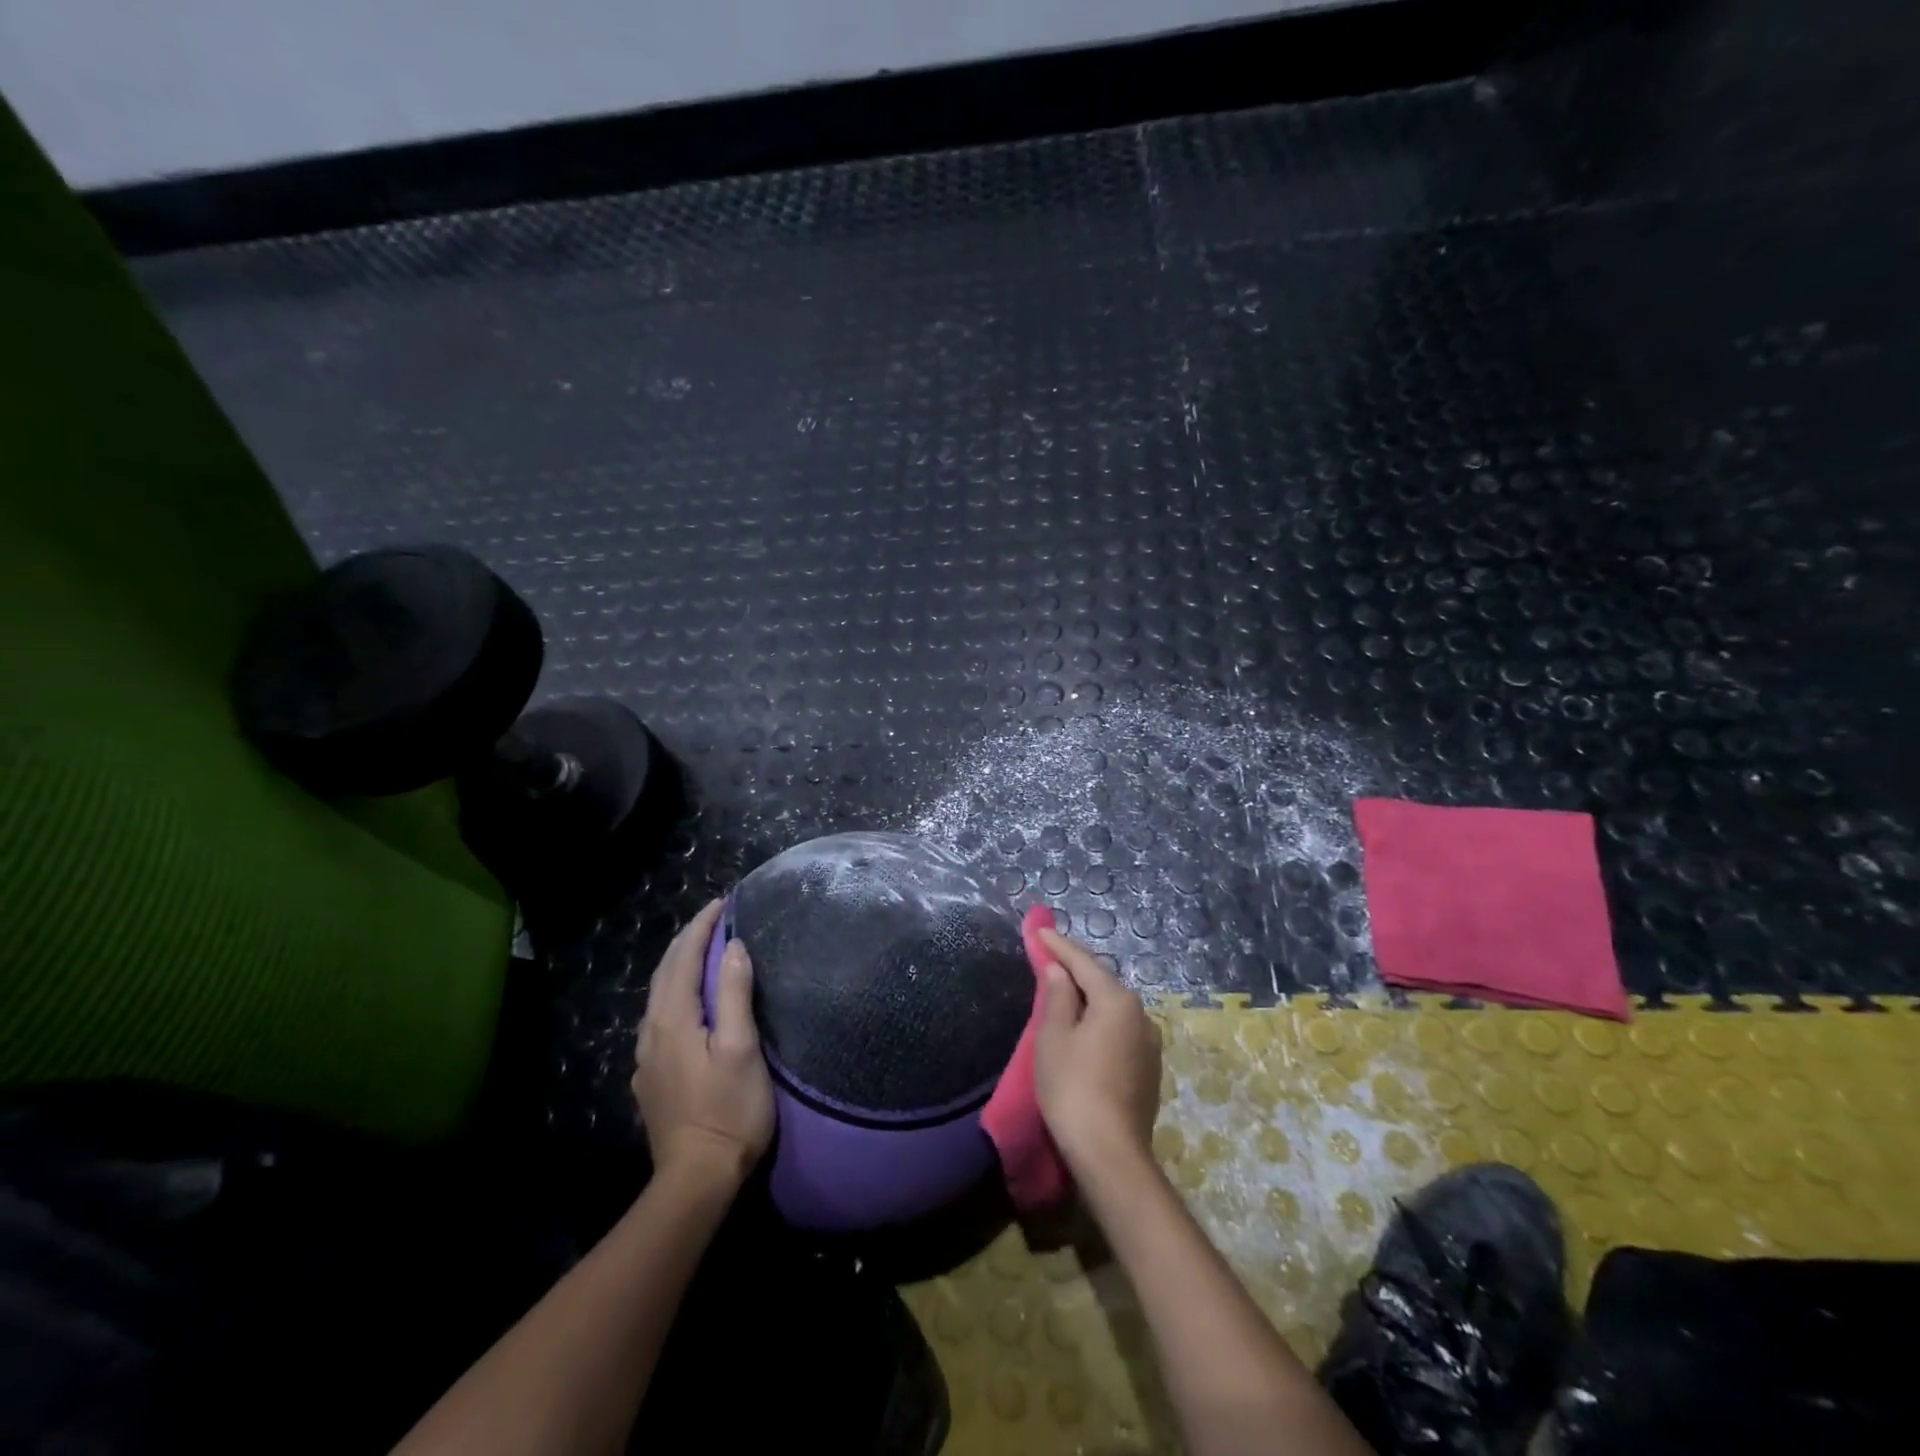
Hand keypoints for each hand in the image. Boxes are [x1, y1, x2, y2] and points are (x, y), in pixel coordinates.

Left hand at [633, 898, 774, 1190]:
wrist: (695, 1179)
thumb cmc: (728, 1110)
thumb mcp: (741, 1048)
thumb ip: (735, 994)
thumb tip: (734, 947)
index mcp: (673, 1020)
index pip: (683, 958)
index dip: (702, 927)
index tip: (722, 901)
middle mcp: (652, 1032)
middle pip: (665, 972)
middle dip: (687, 940)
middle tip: (713, 918)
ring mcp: (647, 1057)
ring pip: (659, 995)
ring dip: (679, 964)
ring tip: (703, 949)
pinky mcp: (651, 1077)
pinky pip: (660, 1017)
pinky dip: (675, 991)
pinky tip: (688, 1000)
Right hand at [1032, 927, 1162, 1172]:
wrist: (1110, 1153)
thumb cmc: (1073, 1087)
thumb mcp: (1054, 1037)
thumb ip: (1058, 997)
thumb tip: (1060, 970)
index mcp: (1117, 1000)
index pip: (1084, 963)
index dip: (1059, 946)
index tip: (1040, 931)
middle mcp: (1141, 1015)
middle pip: (1103, 983)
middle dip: (1076, 970)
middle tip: (1050, 958)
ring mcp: (1149, 1044)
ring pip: (1113, 1008)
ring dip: (1089, 997)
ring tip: (1064, 992)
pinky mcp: (1149, 1069)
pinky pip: (1120, 1031)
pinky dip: (1100, 1021)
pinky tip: (1085, 1028)